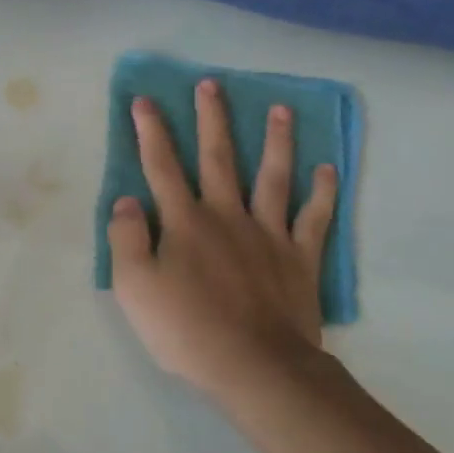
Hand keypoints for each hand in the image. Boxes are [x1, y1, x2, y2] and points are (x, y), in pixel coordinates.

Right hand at [107, 81, 337, 400]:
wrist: (255, 367)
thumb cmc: (186, 329)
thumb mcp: (134, 287)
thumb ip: (125, 238)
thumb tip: (127, 200)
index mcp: (184, 222)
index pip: (161, 166)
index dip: (151, 132)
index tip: (145, 100)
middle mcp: (226, 215)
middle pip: (218, 158)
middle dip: (212, 119)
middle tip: (212, 85)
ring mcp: (268, 234)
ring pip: (272, 177)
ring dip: (275, 141)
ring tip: (280, 110)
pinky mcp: (300, 258)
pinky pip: (314, 218)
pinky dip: (322, 193)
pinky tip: (327, 169)